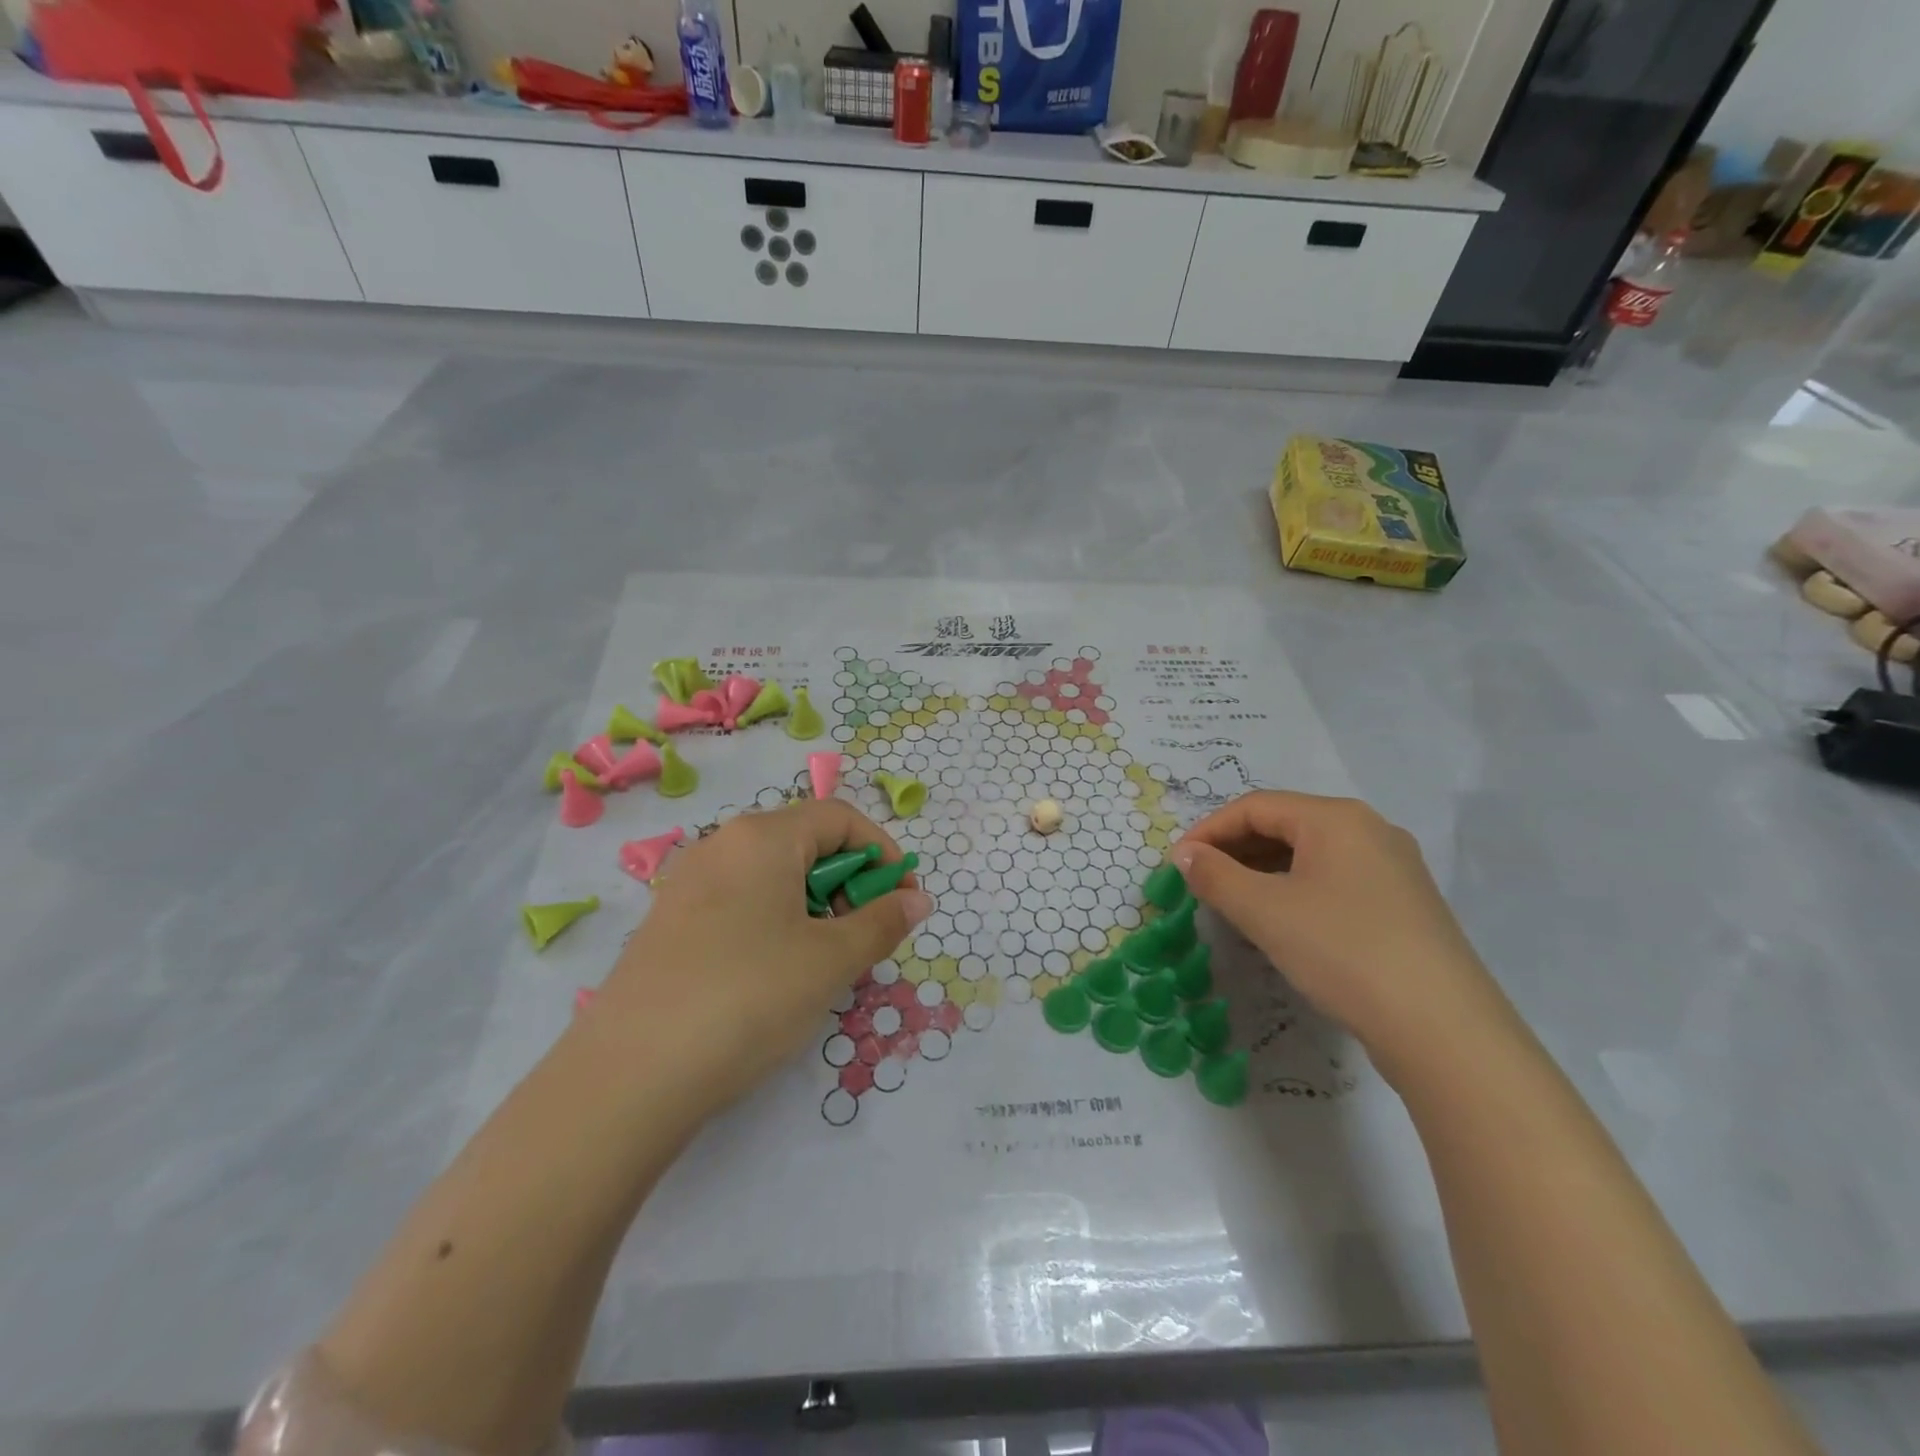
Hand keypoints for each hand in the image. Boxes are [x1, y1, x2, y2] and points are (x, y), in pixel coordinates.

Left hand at [592, 800, 932, 1116]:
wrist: (629, 1076)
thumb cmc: (748, 997)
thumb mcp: (830, 960)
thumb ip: (882, 922)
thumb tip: (916, 900)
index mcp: (761, 837)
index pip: (840, 818)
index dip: (882, 853)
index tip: (902, 900)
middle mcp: (720, 846)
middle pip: (804, 844)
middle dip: (848, 884)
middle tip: (863, 938)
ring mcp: (687, 885)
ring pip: (772, 877)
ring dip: (814, 908)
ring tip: (823, 963)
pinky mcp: (668, 924)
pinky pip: (739, 904)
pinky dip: (775, 924)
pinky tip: (774, 977)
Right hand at [1171, 792, 1507, 1072]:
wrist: (1443, 1029)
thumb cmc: (1343, 951)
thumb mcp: (1265, 911)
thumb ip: (1216, 876)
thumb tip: (1185, 855)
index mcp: (1337, 818)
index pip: (1256, 806)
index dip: (1209, 829)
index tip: (1177, 863)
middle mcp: (1369, 830)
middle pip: (1285, 824)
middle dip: (1235, 849)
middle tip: (1200, 882)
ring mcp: (1393, 868)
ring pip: (1310, 855)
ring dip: (1262, 871)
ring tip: (1231, 901)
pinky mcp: (1403, 905)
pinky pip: (1334, 880)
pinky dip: (1295, 890)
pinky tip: (1279, 921)